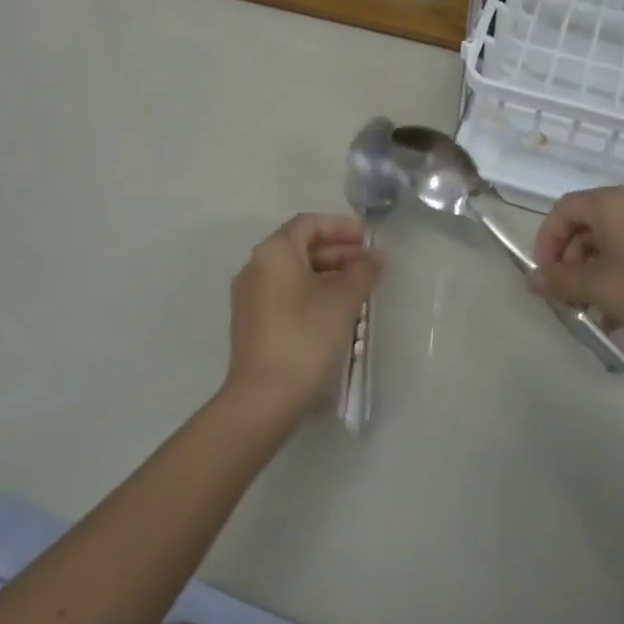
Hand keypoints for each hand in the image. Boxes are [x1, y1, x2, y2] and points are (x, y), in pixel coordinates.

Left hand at [224, 214, 380, 424]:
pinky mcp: (251, 326)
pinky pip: (285, 297)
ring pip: (294, 275)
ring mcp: (250, 298)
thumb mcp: (343, 299)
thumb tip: (374, 255)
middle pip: (300, 248)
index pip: (309, 223)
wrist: (263, 399)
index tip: (367, 239)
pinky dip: (311, 296)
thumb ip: (362, 270)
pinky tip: (335, 315)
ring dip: (327, 277)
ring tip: (358, 293)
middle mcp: (255, 268)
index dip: (341, 227)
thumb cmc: (306, 336)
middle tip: (368, 267)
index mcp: (273, 252)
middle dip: (337, 254)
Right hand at [528, 187, 623, 356]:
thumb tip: (532, 279)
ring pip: (611, 242)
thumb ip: (562, 281)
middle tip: (568, 298)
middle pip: (586, 224)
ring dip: (594, 274)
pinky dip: (620, 276)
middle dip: (570, 262)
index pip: (563, 210)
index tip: (546, 278)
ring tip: (592, 312)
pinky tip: (620, 315)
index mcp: (612, 203)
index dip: (547, 242)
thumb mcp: (603, 289)